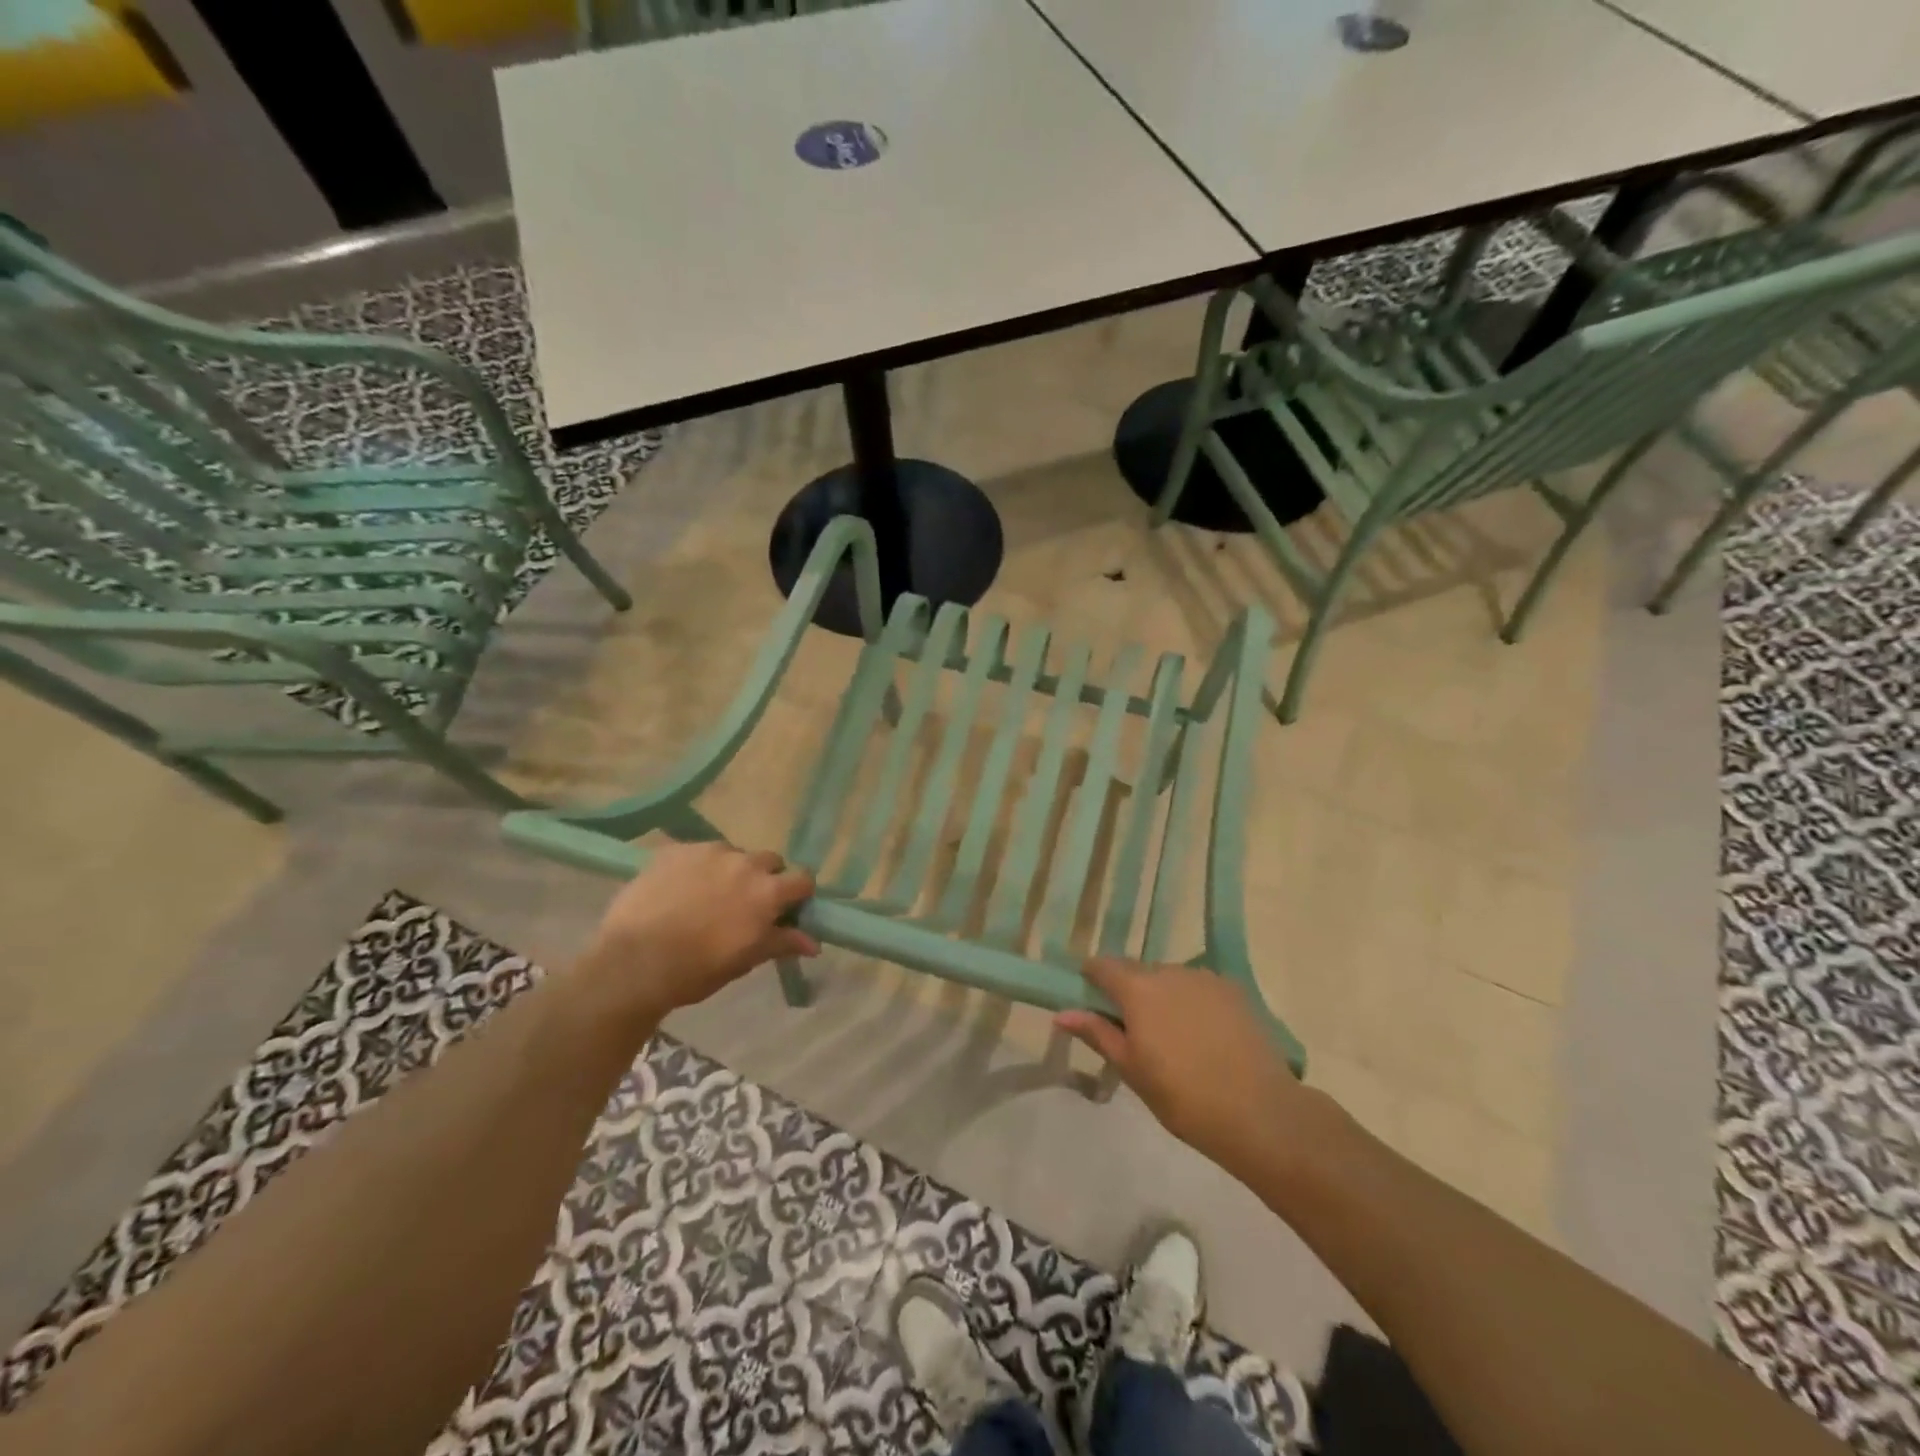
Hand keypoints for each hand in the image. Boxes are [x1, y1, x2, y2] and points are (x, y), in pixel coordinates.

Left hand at [580, 840, 819, 1019]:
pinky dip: (696, 867)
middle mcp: (743, 862)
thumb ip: (781, 943)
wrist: (633, 962)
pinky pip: (696, 852)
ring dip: (730, 870)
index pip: (802, 879)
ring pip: (732, 854)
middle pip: (769, 860)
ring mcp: (707, 851)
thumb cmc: (697, 970)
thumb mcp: (745, 960)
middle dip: (765, 878)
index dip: (797, 894)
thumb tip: (814, 943)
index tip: (786, 910)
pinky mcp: (675, 849)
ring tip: (707, 895)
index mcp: (767, 892)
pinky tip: (678, 890)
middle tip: (746, 903)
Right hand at [1055, 958, 1302, 1177]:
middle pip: (1137, 971)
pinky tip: (1204, 1038)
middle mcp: (1170, 971)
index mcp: (1138, 988)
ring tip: (1174, 1040)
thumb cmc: (1183, 1096)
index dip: (1091, 980)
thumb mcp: (1131, 1069)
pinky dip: (1192, 1003)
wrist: (1260, 1112)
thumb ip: (1097, 1034)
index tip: (1091, 1004)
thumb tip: (1061, 1013)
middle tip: (1134, 1033)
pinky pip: (1199, 988)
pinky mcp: (1234, 990)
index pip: (1102, 966)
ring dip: (1163, 997)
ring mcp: (1205, 978)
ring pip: (1170, 979)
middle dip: (1129, 993)